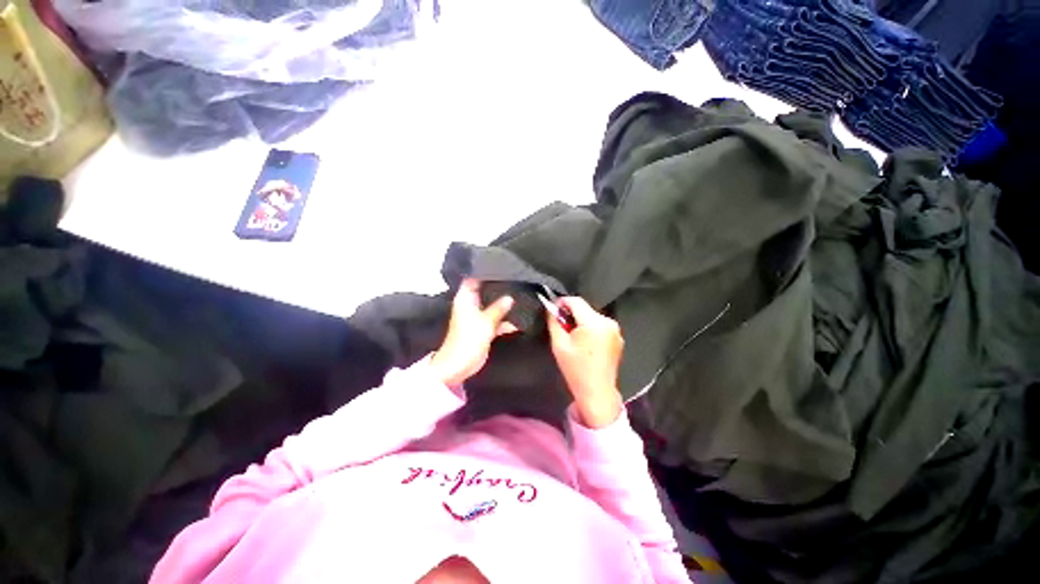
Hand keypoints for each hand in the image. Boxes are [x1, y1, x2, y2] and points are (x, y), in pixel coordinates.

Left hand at [430, 279, 516, 386]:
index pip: (473, 278)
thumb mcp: (486, 321)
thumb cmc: (468, 339)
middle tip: (515, 278)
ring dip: (503, 303)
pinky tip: (519, 318)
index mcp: (465, 298)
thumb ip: (498, 308)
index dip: (484, 271)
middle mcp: (471, 305)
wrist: (459, 365)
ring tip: (521, 294)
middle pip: (485, 291)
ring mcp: (477, 316)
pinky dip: (505, 320)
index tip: (500, 265)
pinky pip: (496, 319)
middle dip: (498, 286)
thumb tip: (510, 297)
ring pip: (492, 305)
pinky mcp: (483, 328)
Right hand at [546, 297, 624, 428]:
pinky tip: (585, 343)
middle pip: (585, 308)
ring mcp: (615, 330)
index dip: (562, 302)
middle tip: (562, 327)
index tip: (553, 309)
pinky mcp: (618, 337)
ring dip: (581, 321)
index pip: (576, 301)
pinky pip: (600, 325)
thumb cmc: (576, 369)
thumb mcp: (559, 344)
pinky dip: (591, 328)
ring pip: (592, 316)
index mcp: (594, 323)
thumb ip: (554, 322)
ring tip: (573, 337)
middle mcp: (608, 322)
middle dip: (571, 314)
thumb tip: (552, 308)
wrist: (597, 392)